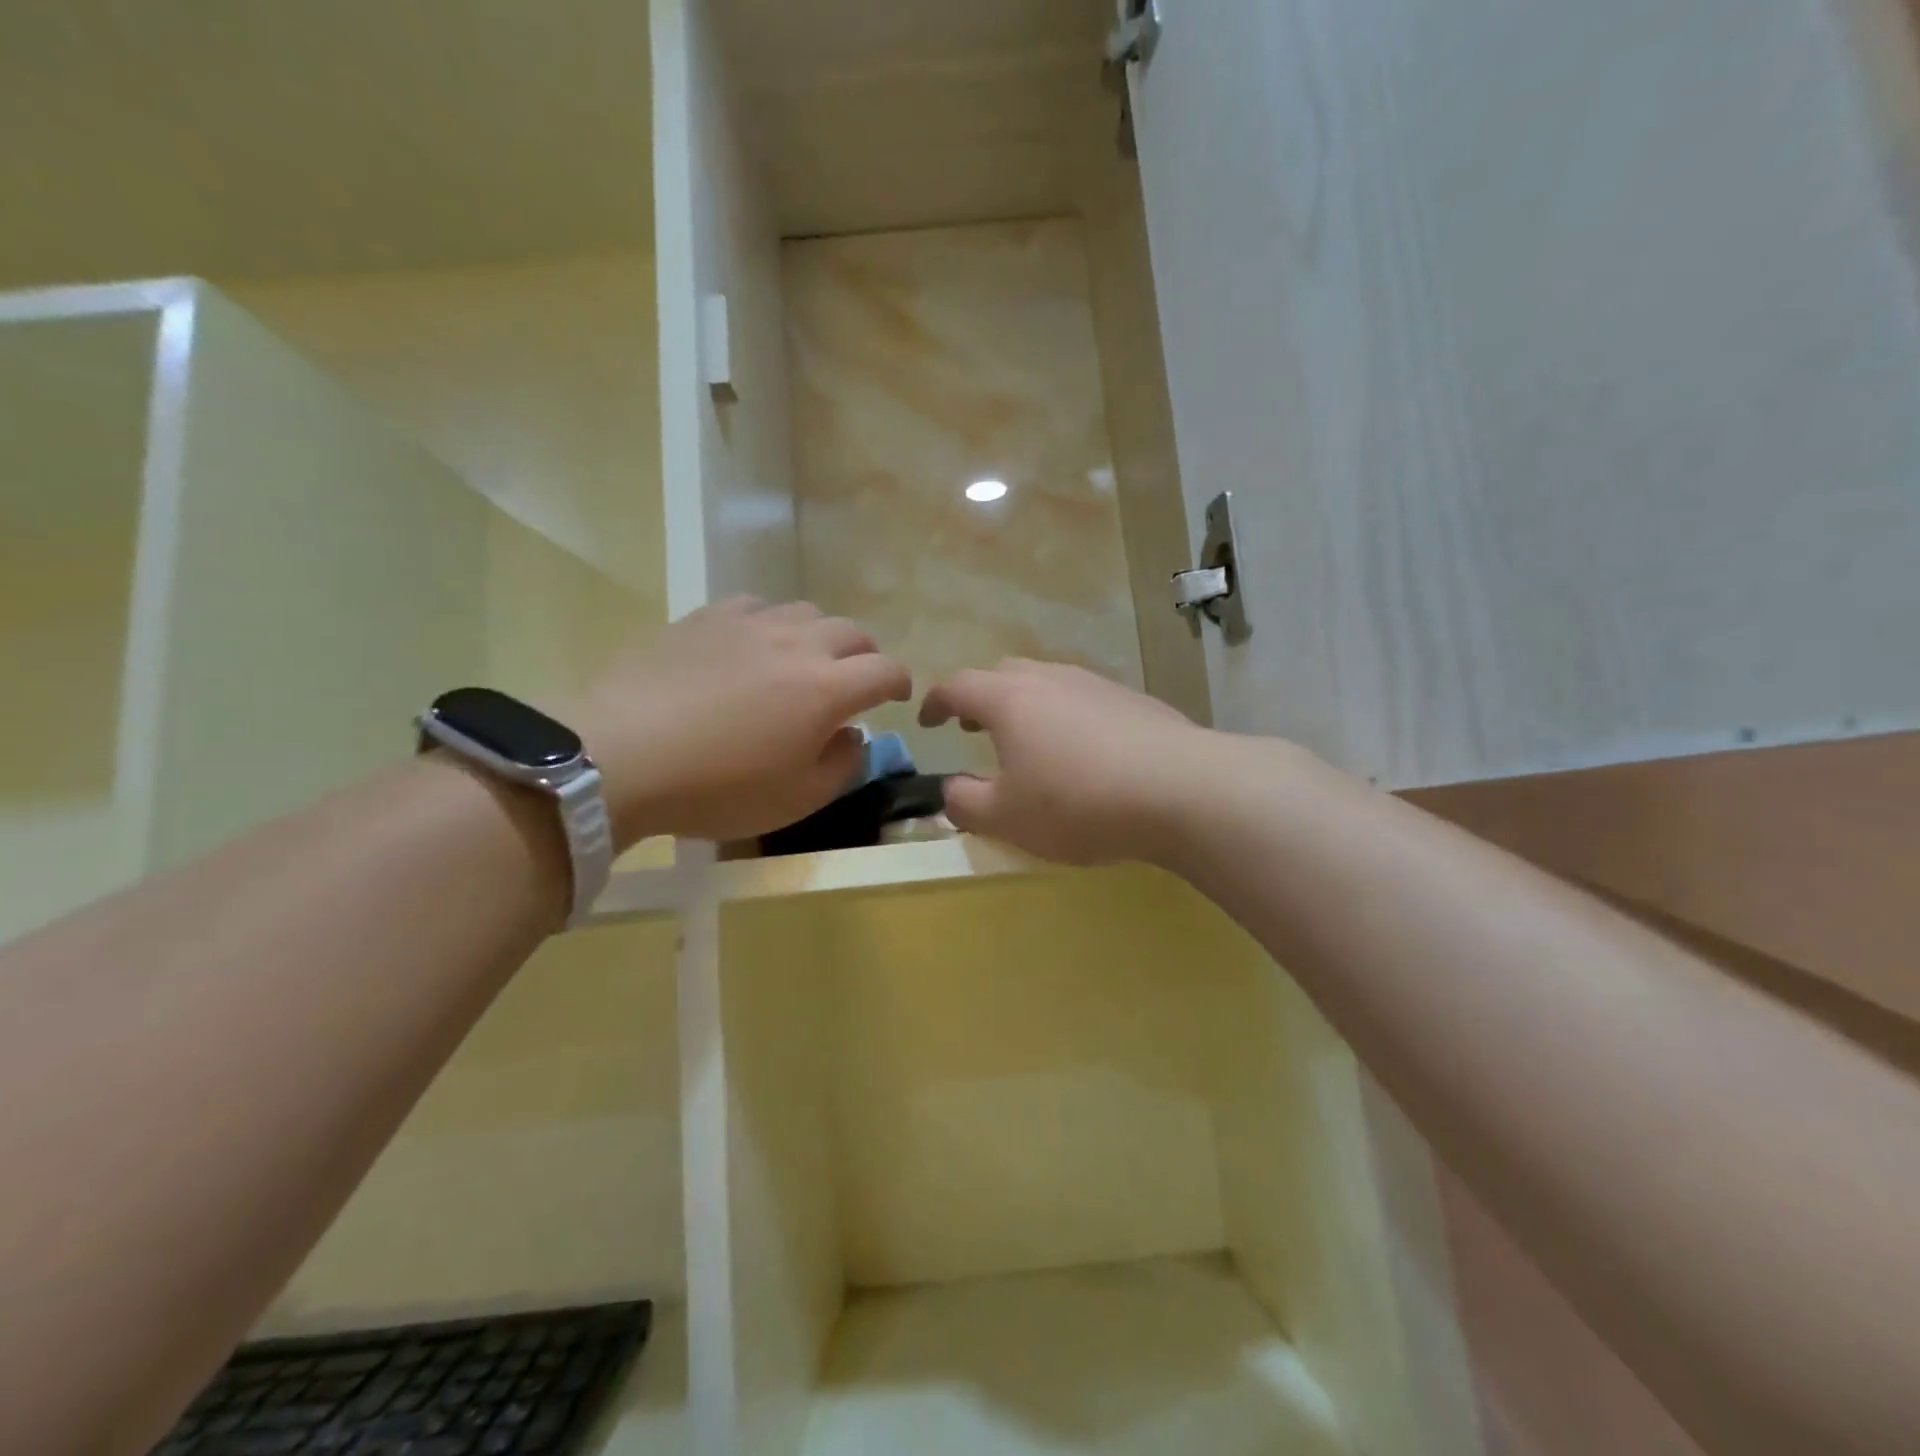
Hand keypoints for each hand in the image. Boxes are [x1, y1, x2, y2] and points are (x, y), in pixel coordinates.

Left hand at [573, 598, 910, 843]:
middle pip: (852, 631)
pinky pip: (755, 606)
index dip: (899, 684)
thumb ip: (843, 765)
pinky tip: (750, 646)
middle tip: (852, 682)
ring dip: (819, 636)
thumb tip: (854, 735)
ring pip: (805, 611)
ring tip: (801, 661)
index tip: (895, 699)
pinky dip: (769, 623)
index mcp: (828, 689)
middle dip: (864, 655)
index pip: (886, 670)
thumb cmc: (718, 788)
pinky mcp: (705, 617)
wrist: (621, 755)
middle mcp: (798, 644)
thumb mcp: (797, 799)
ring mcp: (749, 623)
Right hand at [918, 660, 1210, 864]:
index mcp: (1009, 699)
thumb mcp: (1006, 818)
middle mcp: (1050, 678)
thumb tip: (949, 791)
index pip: (957, 686)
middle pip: (1003, 674)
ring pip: (1047, 683)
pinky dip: (1066, 718)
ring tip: (1027, 742)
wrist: (1181, 789)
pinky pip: (1083, 700)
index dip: (935, 702)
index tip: (927, 722)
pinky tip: (1083, 753)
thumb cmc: (1077, 803)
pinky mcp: (1133, 700)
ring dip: (1025, 706)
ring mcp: (1096, 685)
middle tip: (974, 729)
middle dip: (981, 698)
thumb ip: (964, 804)